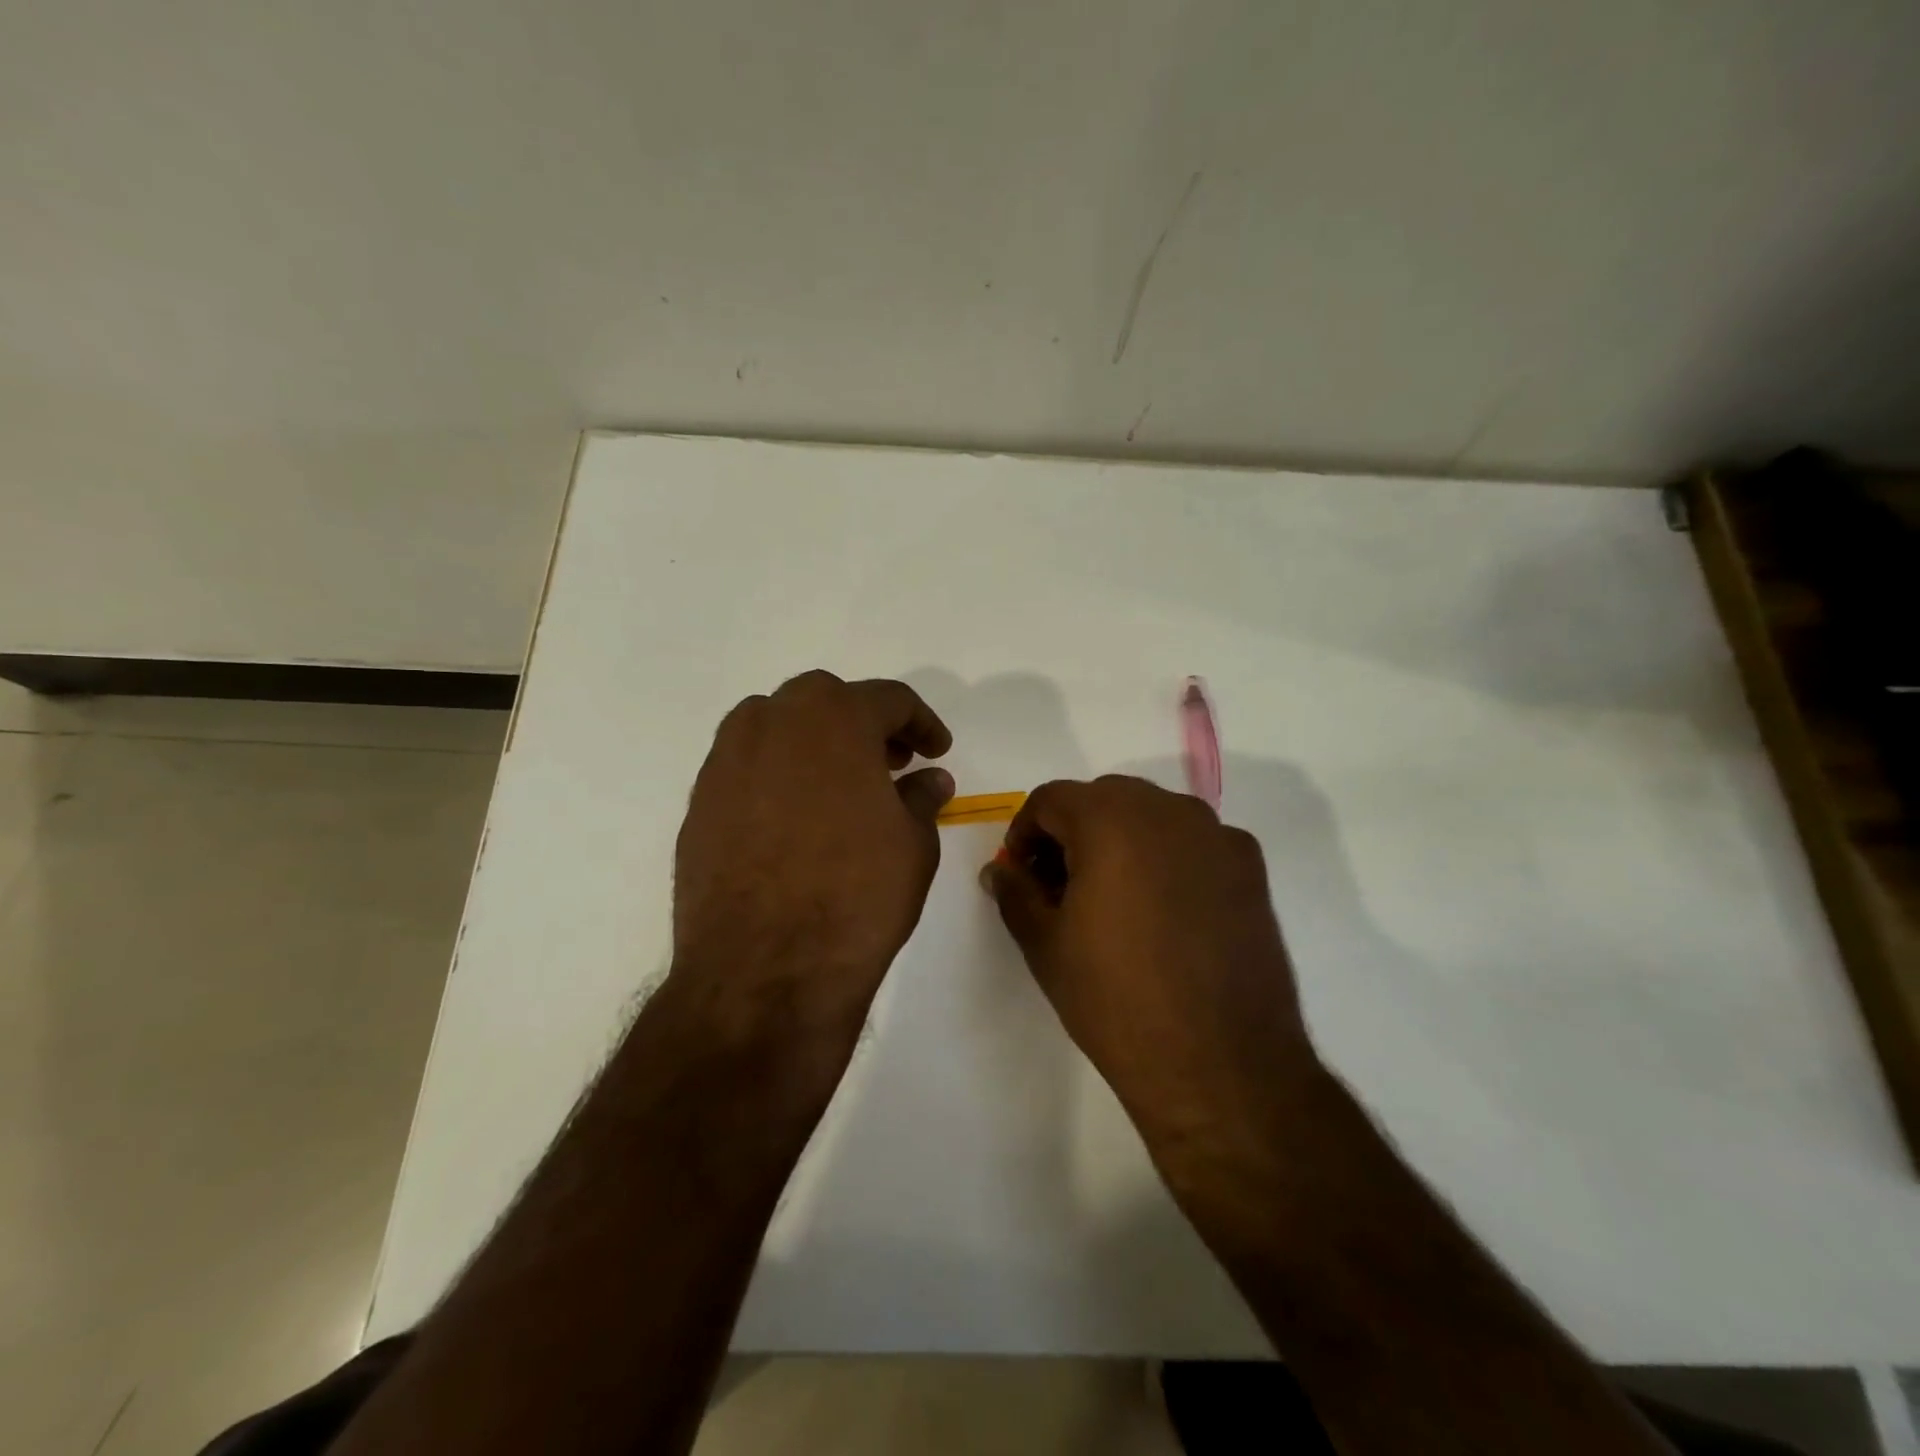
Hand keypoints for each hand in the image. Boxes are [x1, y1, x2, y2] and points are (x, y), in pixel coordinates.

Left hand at [672, 671, 953, 1033]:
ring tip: (842, 787)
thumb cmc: (857, 895)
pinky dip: (779, 775)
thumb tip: (929, 779)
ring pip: (778, 727)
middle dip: (865, 725)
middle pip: (827, 702)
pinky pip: (748, 767)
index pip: (889, 699)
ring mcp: (727, 760)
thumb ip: (920, 798)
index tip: (935, 751)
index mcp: (834, 717)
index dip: (921, 723)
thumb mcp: (913, 843)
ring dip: (815, 743)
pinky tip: (797, 818)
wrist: (764, 970)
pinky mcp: (699, 802)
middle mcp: (772, 721)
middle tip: (891, 763)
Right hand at [984, 775, 1321, 1179]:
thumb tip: (1001, 871)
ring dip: (1121, 839)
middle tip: (1061, 885)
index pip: (1051, 798)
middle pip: (1104, 798)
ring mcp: (1217, 835)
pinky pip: (1194, 841)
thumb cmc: (1116, 1000)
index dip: (1025, 832)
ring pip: (1152, 814)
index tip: (1022, 873)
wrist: (1221, 1065)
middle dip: (1073, 832)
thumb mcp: (1045, 945)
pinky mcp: (1250, 867)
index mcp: (1110, 819)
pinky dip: (1167, 857)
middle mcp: (1168, 810)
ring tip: (1113, 897)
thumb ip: (1016, 893)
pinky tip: (1165, 911)